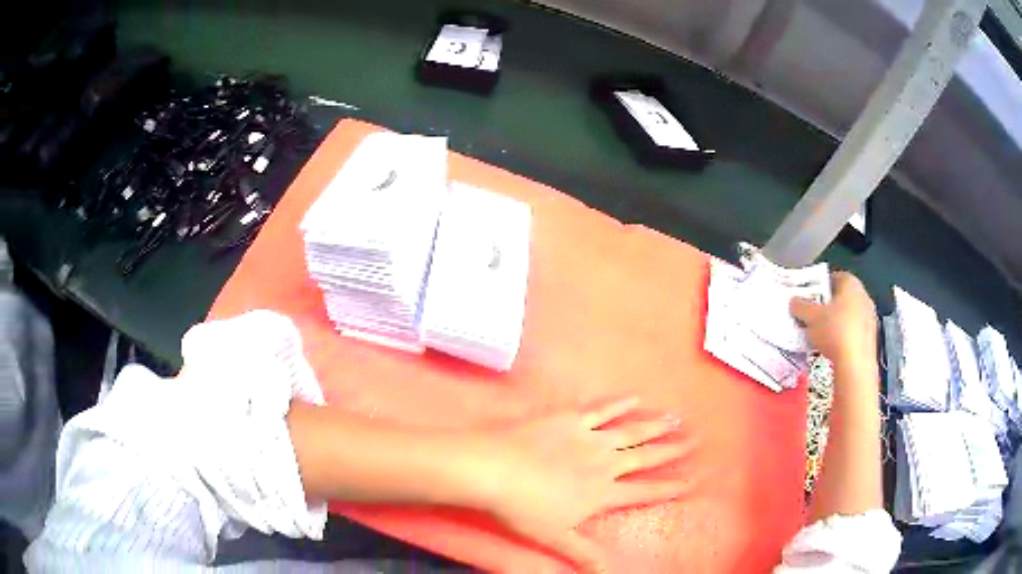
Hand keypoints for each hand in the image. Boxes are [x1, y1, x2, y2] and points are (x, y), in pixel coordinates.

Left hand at [469, 397, 694, 572]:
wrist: (494, 469)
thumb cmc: (523, 508)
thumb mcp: (556, 537)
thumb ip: (585, 554)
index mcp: (602, 492)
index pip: (644, 492)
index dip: (670, 487)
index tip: (694, 480)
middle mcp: (604, 463)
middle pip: (644, 457)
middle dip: (672, 450)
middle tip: (695, 440)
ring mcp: (588, 437)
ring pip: (630, 431)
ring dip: (654, 425)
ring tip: (676, 418)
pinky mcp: (569, 418)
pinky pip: (600, 409)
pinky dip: (618, 403)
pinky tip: (633, 397)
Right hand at [790, 271, 877, 365]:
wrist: (855, 363)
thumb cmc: (834, 331)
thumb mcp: (810, 317)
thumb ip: (801, 306)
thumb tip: (795, 302)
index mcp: (851, 283)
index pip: (834, 277)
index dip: (821, 285)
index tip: (810, 296)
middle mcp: (863, 296)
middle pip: (842, 297)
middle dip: (828, 305)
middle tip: (813, 315)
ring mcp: (870, 317)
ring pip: (848, 315)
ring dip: (836, 322)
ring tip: (821, 334)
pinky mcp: (871, 337)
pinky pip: (853, 331)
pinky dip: (843, 336)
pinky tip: (832, 347)